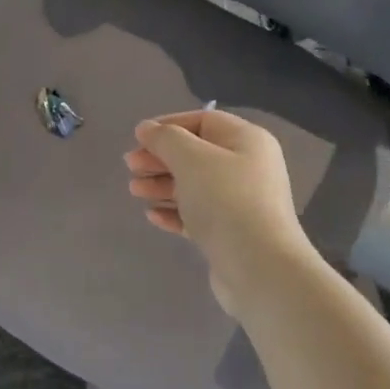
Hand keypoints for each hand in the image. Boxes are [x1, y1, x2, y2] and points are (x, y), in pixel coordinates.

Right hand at [124, 108, 313, 316]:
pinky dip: (174, 212)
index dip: (169, 125)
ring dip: (162, 185)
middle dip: (160, 158)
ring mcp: (241, 202)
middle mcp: (247, 167)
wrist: (259, 267)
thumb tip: (147, 129)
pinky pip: (198, 214)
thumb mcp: (191, 159)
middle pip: (196, 154)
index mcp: (246, 141)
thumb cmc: (225, 201)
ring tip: (134, 191)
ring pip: (194, 186)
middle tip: (130, 167)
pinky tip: (152, 216)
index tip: (138, 138)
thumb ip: (165, 139)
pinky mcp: (231, 233)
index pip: (204, 121)